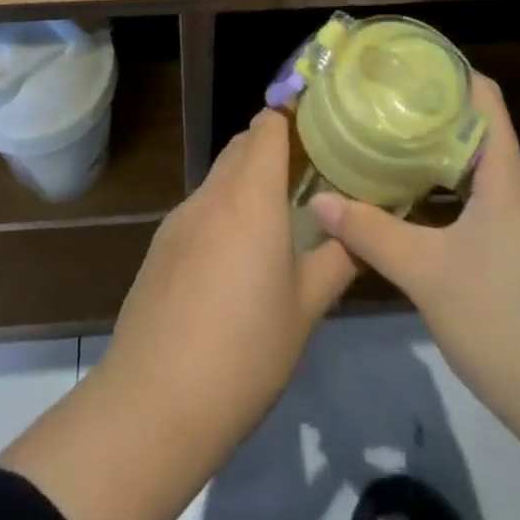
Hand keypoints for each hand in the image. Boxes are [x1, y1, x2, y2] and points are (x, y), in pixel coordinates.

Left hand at [0, 110, 355, 519]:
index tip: (319, 128)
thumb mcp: (305, 309)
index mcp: (250, 196)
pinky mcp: (161, 244)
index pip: (267, 125)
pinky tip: (236, 256)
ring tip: (278, 215)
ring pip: (220, 175)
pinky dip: (224, 209)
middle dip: (273, 146)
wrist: (155, 402)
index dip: (292, 117)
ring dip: (247, 179)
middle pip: (242, 144)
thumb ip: (338, 259)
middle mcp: (213, 193)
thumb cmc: (245, 352)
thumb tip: (364, 231)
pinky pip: (201, 207)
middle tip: (308, 173)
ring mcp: (181, 217)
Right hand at [308, 74, 519, 519]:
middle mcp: (515, 186)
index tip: (400, 61)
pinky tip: (406, 196)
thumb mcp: (426, 274)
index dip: (446, 69)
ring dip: (431, 148)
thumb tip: (319, 198)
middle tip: (375, 97)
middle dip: (426, 107)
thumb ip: (369, 232)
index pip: (483, 96)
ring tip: (381, 137)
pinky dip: (441, 184)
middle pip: (473, 125)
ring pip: (472, 163)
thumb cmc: (505, 322)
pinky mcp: (516, 248)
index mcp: (504, 174)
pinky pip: (476, 195)